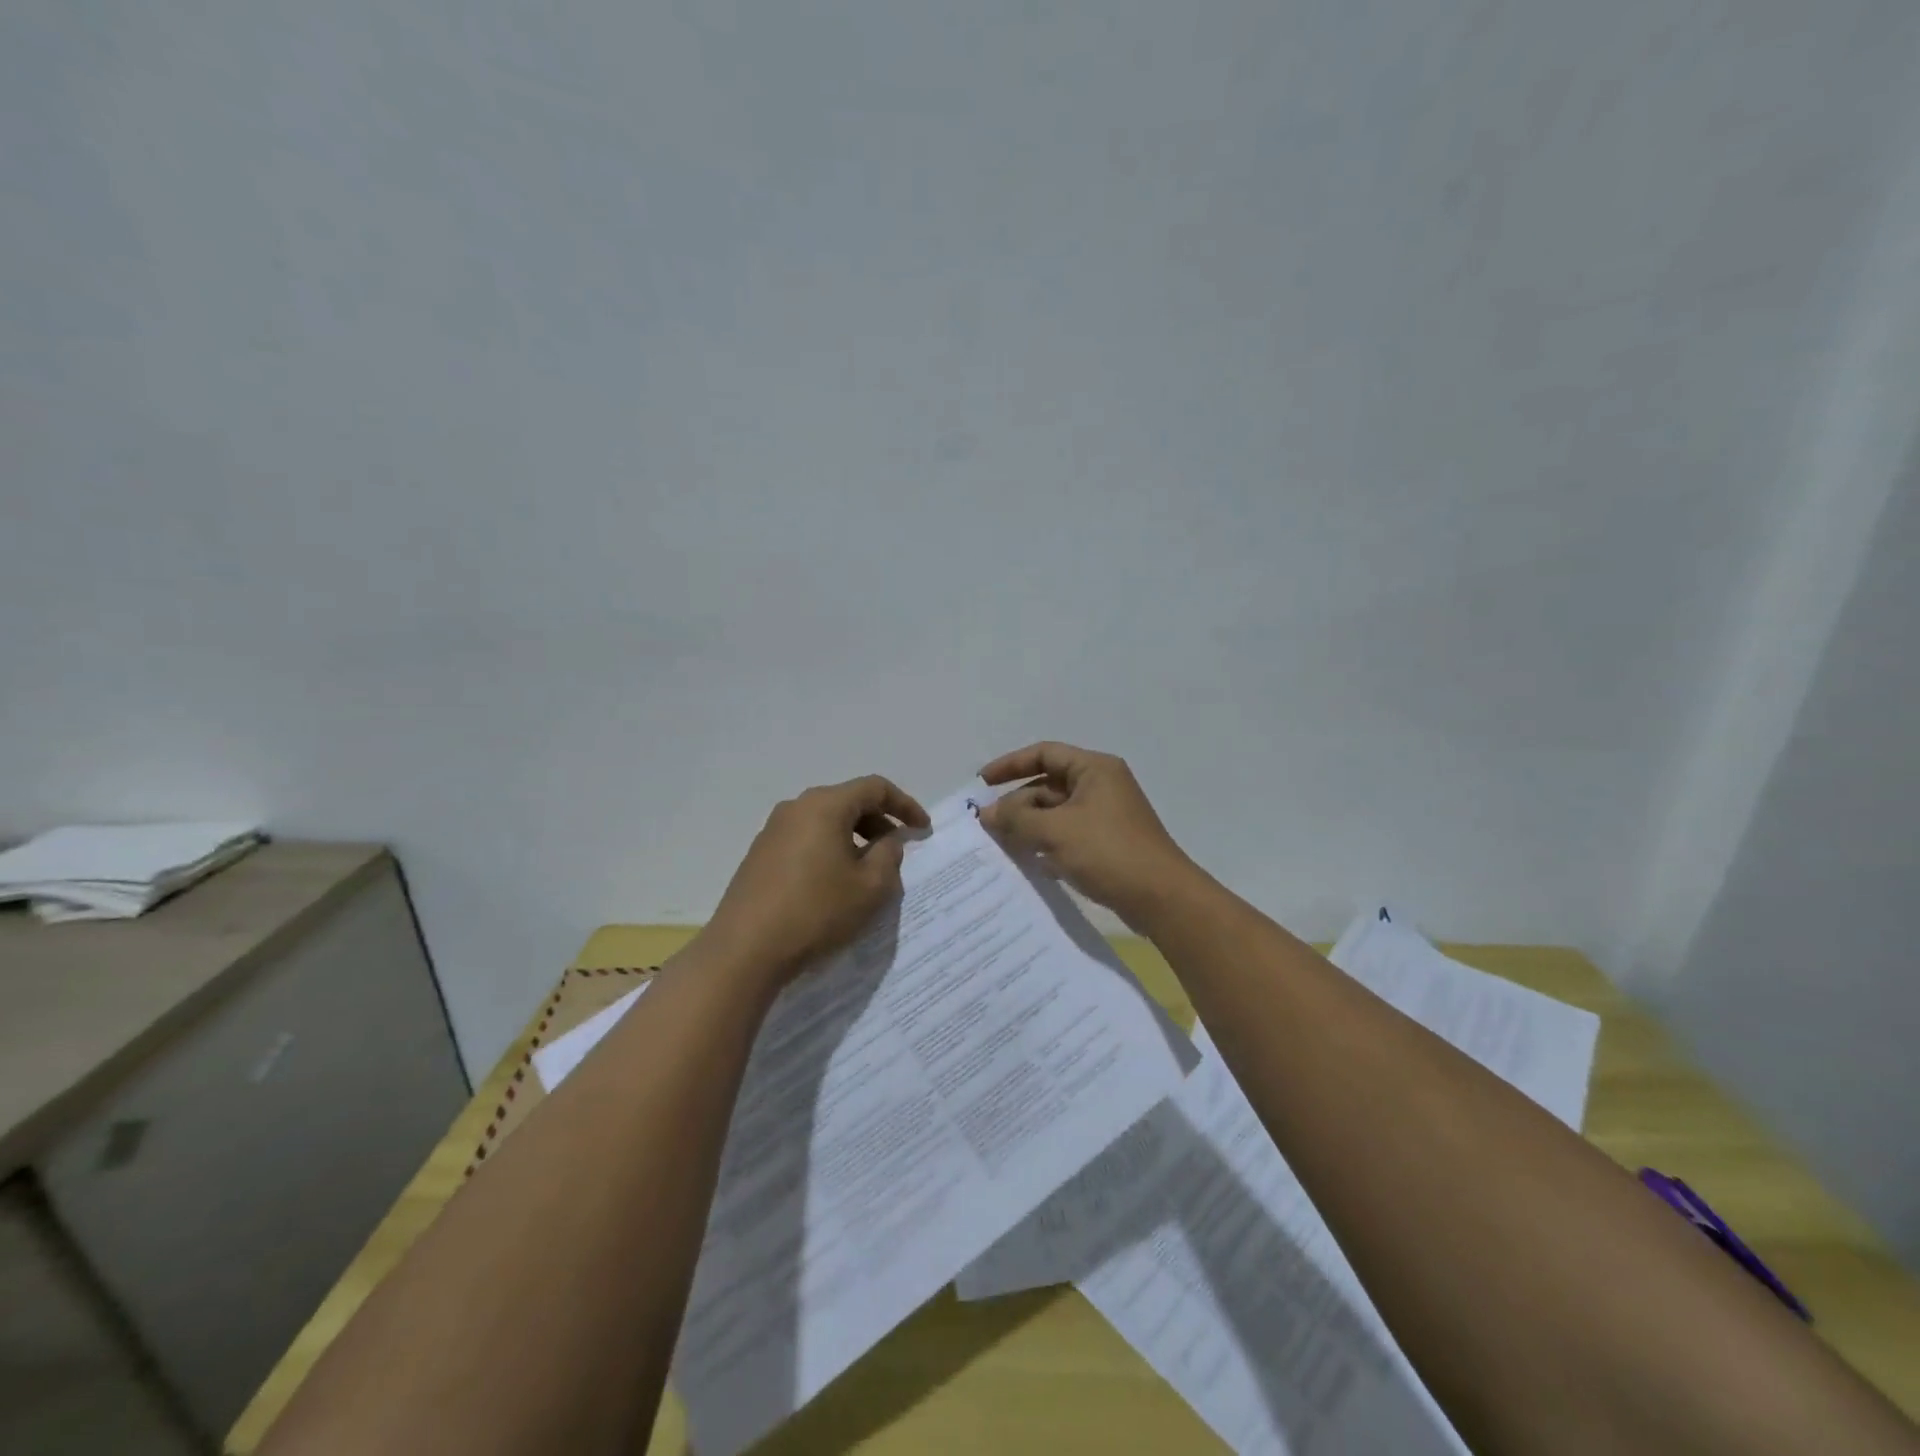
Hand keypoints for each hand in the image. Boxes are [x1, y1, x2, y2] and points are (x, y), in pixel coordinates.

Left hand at [701, 775, 929, 986]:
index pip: (875, 788)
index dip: (905, 805)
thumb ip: (889, 855)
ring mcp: (773, 830)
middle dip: (879, 821)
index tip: (923, 830)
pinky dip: (829, 850)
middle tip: (898, 850)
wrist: (745, 950)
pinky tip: (834, 883)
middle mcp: (797, 807)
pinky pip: (806, 839)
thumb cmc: (817, 912)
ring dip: (854, 838)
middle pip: (848, 801)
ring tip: (868, 870)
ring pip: (826, 821)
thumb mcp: (870, 887)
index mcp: (825, 805)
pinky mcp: (760, 855)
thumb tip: (887, 840)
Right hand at [978, 742, 1195, 925]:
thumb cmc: (1109, 852)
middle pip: (1048, 785)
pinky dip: (1046, 844)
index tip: (981, 783)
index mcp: (1094, 769)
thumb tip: (987, 813)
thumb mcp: (1056, 831)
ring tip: (1000, 845)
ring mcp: (1105, 816)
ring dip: (1029, 826)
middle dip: (1017, 803)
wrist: (1161, 898)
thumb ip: (1017, 818)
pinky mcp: (1106, 843)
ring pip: (1056, 813)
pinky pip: (1067, 835)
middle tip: (987, 826)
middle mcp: (1101, 785)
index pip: (1044, 753)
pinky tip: (1027, 863)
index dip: (1010, 764)